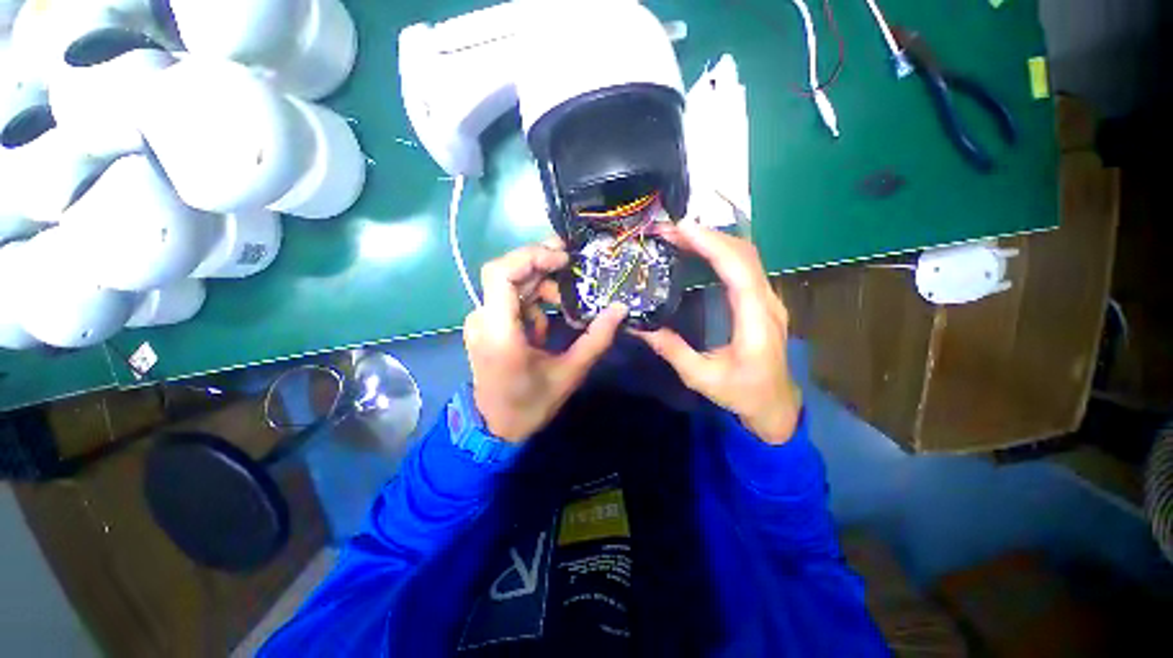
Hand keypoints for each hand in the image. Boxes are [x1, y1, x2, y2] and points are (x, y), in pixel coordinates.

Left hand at [464, 241, 626, 441]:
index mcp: (499, 332)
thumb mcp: (569, 373)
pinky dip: (532, 305)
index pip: (501, 274)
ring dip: (541, 290)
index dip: (532, 257)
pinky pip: (510, 301)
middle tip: (573, 269)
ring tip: (565, 310)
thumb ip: (596, 339)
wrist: (496, 427)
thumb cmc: (530, 404)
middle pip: (508, 273)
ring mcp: (481, 322)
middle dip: (543, 268)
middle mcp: (482, 319)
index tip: (564, 258)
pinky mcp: (486, 325)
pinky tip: (544, 329)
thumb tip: (620, 309)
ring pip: (512, 286)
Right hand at [634, 223, 801, 443]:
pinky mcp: (761, 300)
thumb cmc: (742, 394)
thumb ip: (672, 351)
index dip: (711, 244)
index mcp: (755, 321)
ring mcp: (768, 299)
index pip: (737, 269)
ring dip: (714, 239)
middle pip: (743, 254)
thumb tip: (639, 328)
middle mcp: (767, 302)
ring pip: (746, 256)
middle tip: (670, 229)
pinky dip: (720, 251)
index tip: (682, 229)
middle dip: (707, 235)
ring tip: (680, 234)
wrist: (775, 405)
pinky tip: (699, 250)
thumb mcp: (702, 377)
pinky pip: (744, 266)